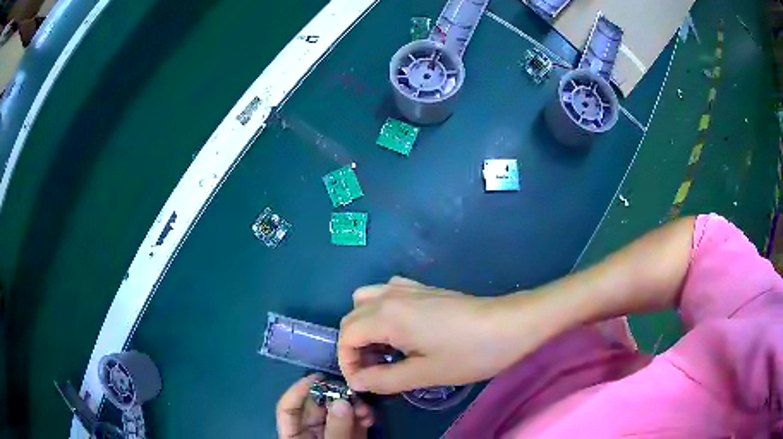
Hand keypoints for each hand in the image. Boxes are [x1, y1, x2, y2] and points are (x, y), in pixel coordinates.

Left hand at [276, 374, 373, 438]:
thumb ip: (336, 429)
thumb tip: (342, 401)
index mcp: (295, 435)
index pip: (288, 408)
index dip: (298, 390)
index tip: (318, 376)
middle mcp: (311, 431)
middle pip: (317, 406)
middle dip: (335, 397)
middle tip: (352, 393)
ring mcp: (332, 433)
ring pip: (338, 411)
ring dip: (353, 406)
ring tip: (365, 409)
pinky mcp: (351, 436)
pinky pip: (354, 421)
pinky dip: (362, 416)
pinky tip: (370, 417)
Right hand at [338, 277, 550, 393]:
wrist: (511, 324)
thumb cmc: (469, 353)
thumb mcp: (425, 374)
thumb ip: (384, 379)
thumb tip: (357, 381)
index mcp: (387, 315)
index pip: (347, 336)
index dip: (347, 363)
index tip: (363, 384)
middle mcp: (390, 295)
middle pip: (352, 317)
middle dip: (354, 347)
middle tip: (373, 372)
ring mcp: (408, 288)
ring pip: (366, 301)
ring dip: (365, 326)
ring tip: (384, 351)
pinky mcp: (424, 289)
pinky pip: (387, 293)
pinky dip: (381, 311)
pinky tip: (401, 330)